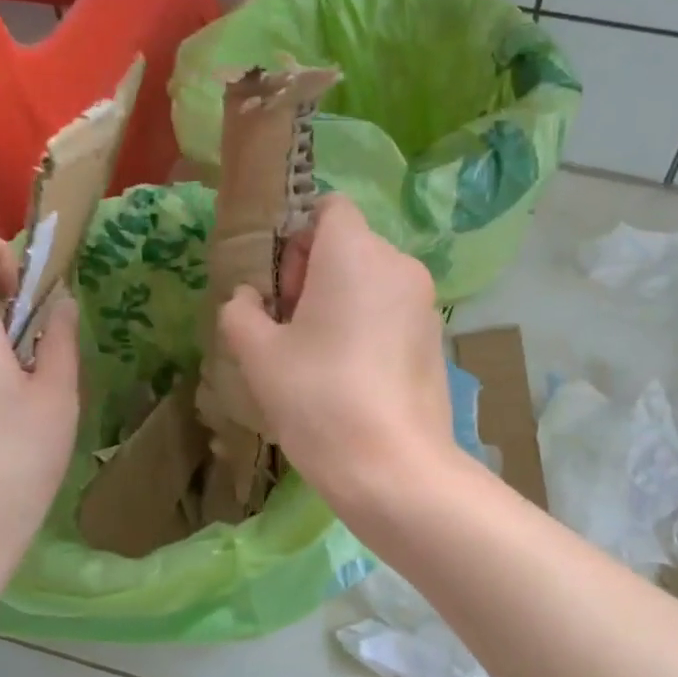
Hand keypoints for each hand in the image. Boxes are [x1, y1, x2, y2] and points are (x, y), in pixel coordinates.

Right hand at [217, 195, 457, 514]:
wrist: (394, 468)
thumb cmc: (319, 399)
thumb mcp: (259, 355)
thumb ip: (241, 313)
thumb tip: (249, 300)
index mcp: (356, 252)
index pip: (328, 208)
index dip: (297, 239)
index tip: (282, 289)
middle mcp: (400, 265)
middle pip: (350, 246)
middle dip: (313, 274)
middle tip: (291, 329)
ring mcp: (425, 305)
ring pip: (372, 283)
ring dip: (340, 304)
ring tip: (318, 359)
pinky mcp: (437, 341)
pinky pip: (392, 314)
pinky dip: (368, 328)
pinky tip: (351, 378)